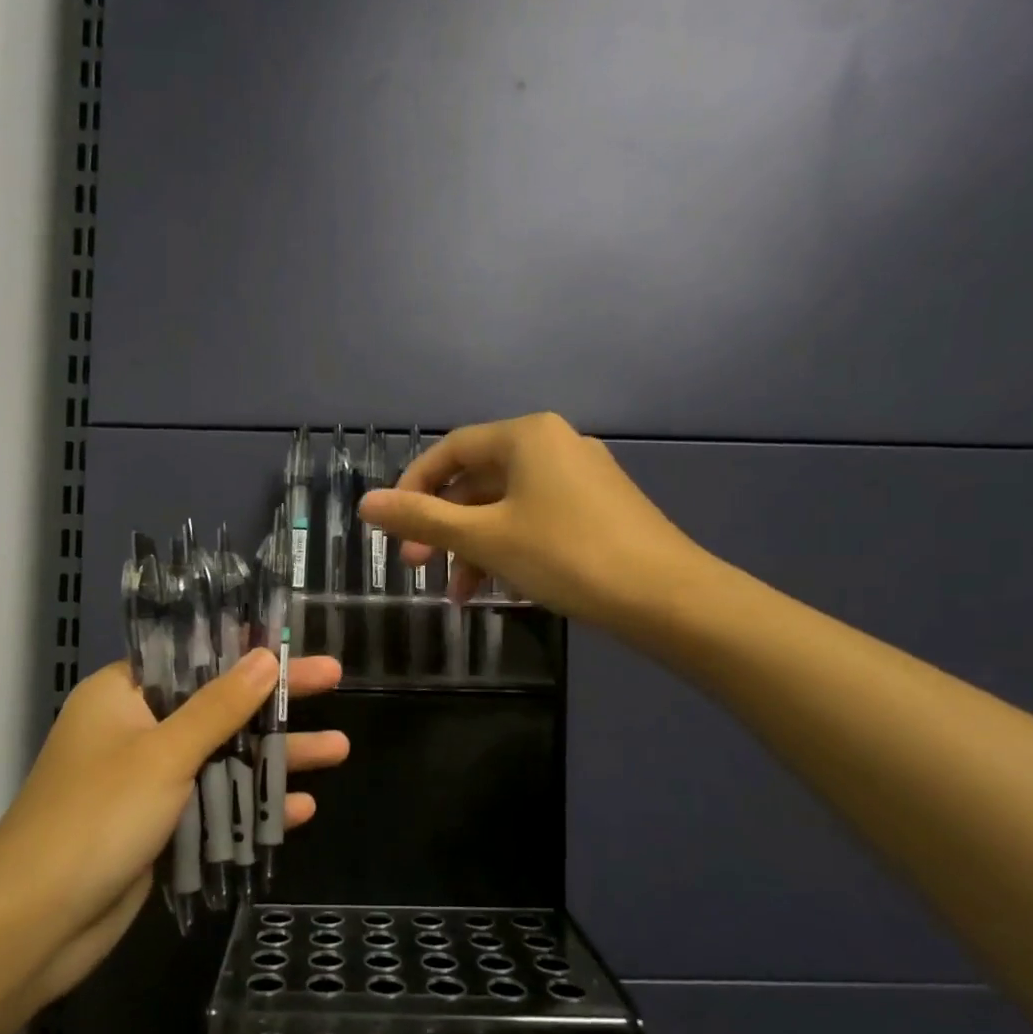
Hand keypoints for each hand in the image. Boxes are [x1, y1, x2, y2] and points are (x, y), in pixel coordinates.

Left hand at [0, 649, 346, 1010]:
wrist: (34, 924)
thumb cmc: (97, 817)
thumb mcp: (165, 753)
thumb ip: (220, 706)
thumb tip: (265, 656)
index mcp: (122, 695)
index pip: (193, 657)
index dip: (244, 648)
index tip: (290, 641)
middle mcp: (134, 730)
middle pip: (218, 706)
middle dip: (275, 702)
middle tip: (334, 680)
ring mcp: (147, 782)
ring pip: (222, 757)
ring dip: (275, 757)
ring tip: (339, 749)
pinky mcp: (158, 828)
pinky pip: (214, 804)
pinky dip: (252, 805)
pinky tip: (301, 809)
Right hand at [358, 412, 709, 626]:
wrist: (666, 597)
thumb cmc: (566, 555)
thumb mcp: (485, 538)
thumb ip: (423, 519)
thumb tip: (366, 503)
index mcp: (526, 436)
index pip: (451, 451)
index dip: (413, 487)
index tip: (394, 529)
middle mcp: (554, 445)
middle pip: (477, 481)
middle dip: (444, 527)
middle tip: (419, 568)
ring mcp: (580, 477)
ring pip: (506, 506)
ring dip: (474, 547)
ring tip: (460, 595)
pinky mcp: (598, 509)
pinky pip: (535, 520)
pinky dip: (509, 549)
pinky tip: (501, 589)